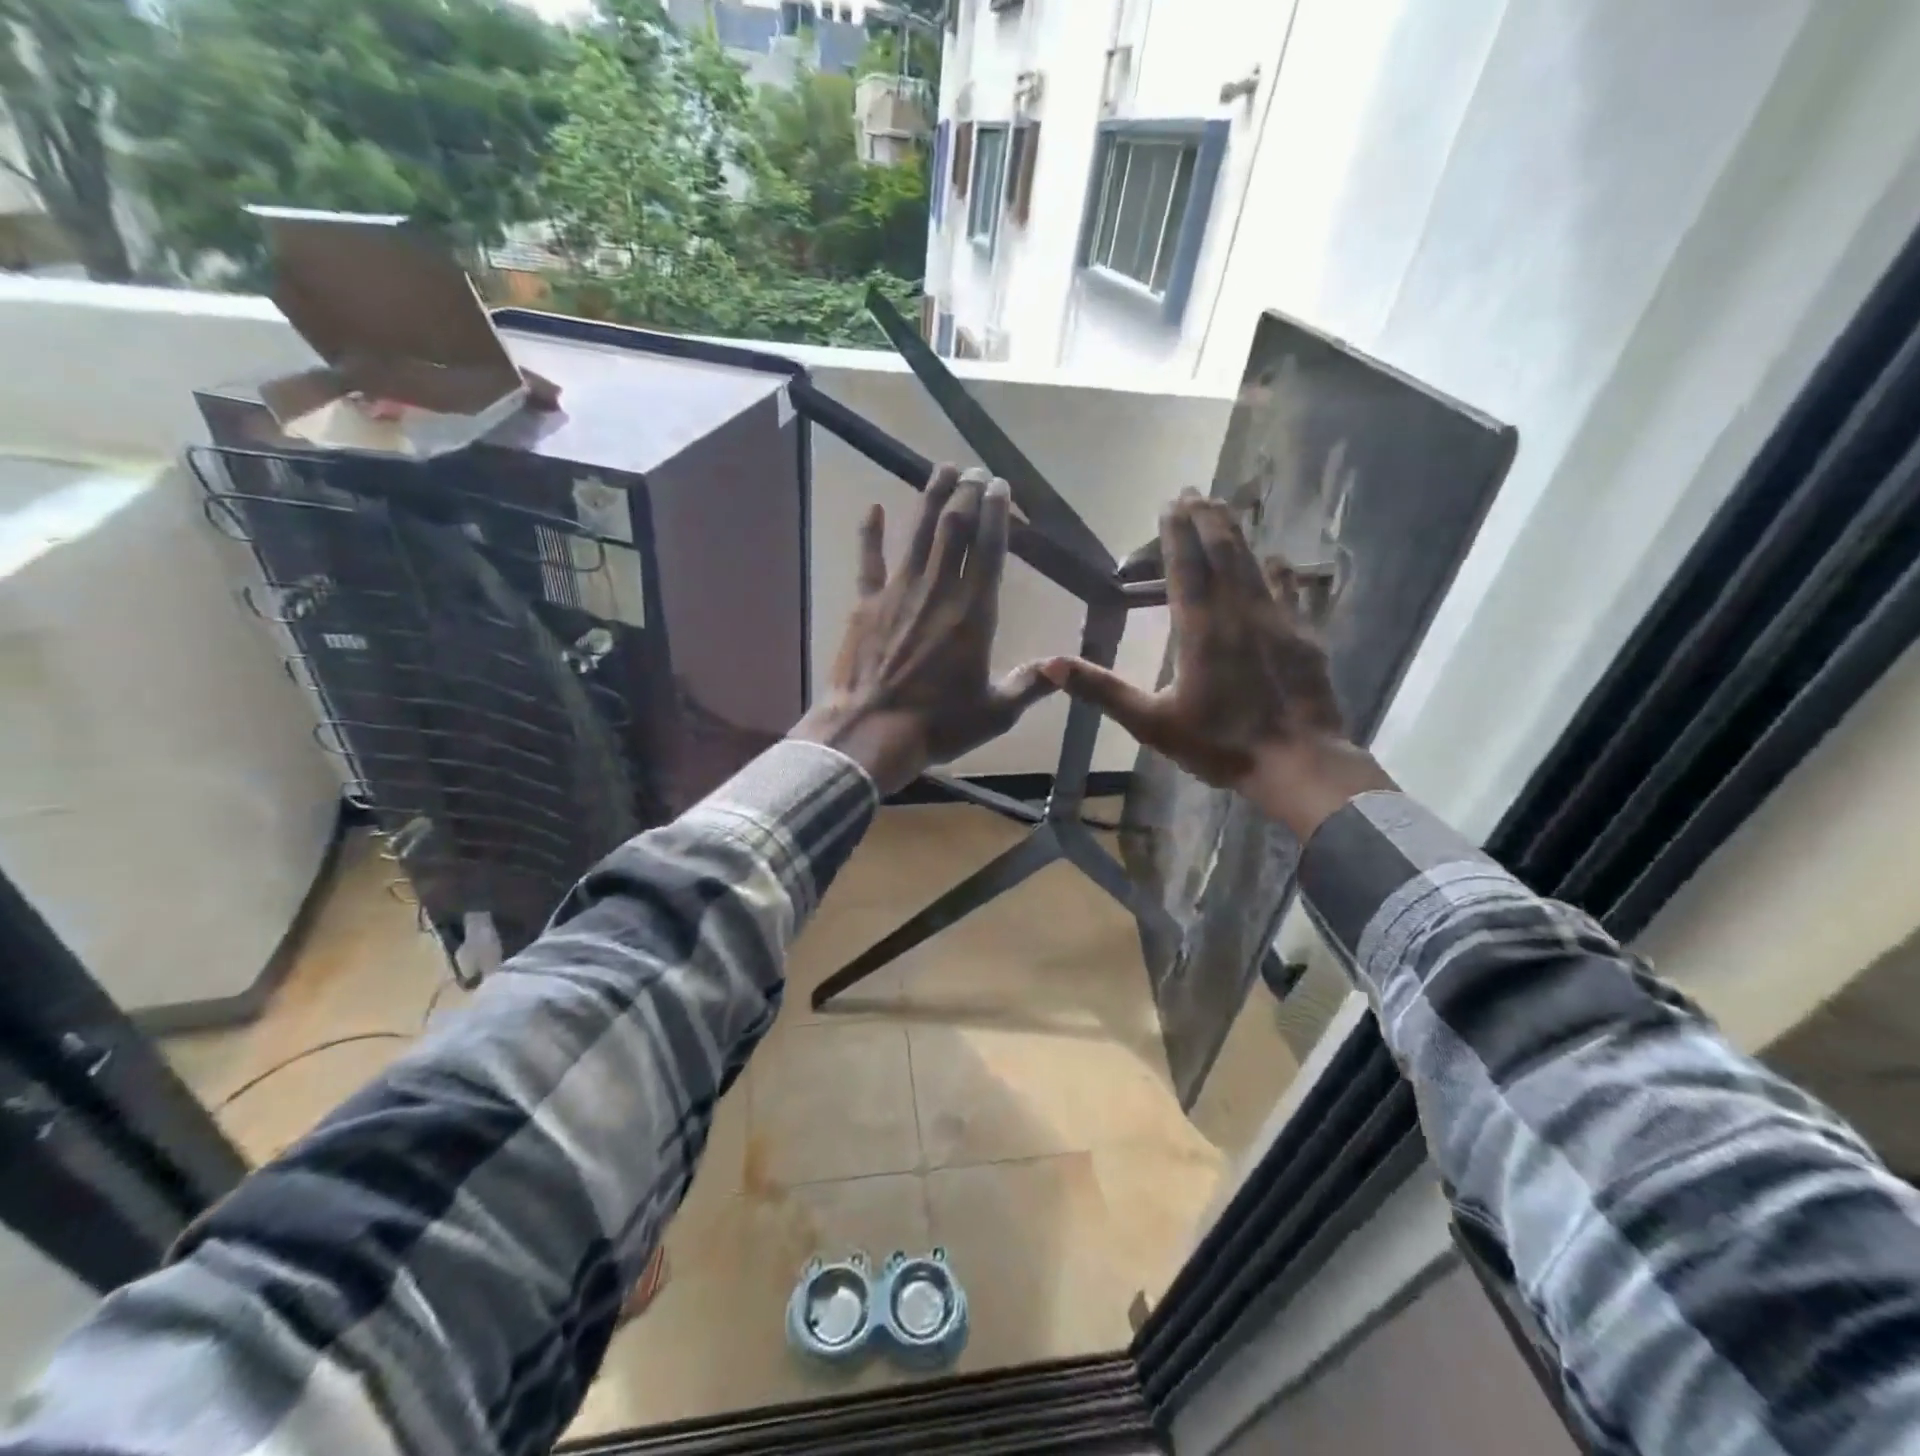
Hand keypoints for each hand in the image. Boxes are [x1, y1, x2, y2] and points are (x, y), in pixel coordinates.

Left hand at [792, 465, 1055, 793]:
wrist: (870, 732)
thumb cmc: (937, 725)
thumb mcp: (995, 713)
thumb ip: (1029, 686)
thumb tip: (1064, 667)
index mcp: (974, 613)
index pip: (990, 549)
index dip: (996, 513)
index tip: (1000, 486)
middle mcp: (938, 591)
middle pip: (955, 529)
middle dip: (967, 494)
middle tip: (974, 471)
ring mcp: (898, 592)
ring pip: (918, 533)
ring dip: (931, 498)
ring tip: (941, 468)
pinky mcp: (865, 604)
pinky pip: (868, 560)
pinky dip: (869, 533)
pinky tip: (871, 508)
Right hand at [1040, 490, 1391, 838]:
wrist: (1297, 762)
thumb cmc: (1219, 743)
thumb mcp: (1150, 722)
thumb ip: (1102, 690)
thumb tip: (1049, 664)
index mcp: (1200, 630)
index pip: (1185, 568)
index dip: (1176, 534)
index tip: (1170, 502)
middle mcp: (1239, 613)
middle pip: (1223, 554)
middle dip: (1207, 520)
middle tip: (1196, 491)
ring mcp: (1277, 621)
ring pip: (1254, 565)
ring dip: (1238, 535)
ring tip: (1226, 508)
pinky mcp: (1303, 636)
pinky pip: (1290, 591)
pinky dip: (1280, 571)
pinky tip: (1279, 559)